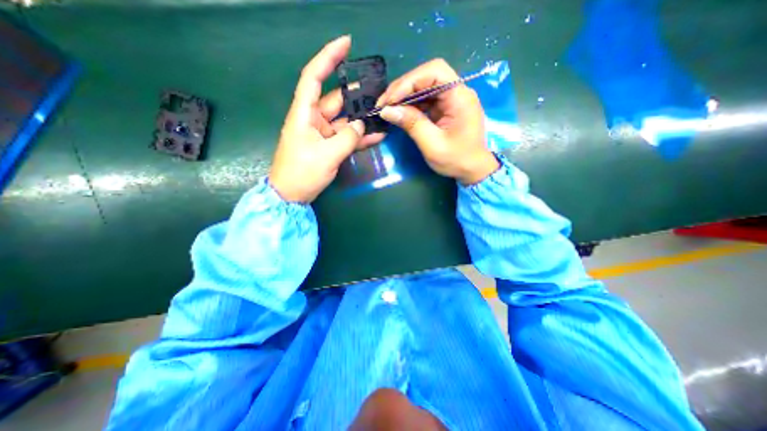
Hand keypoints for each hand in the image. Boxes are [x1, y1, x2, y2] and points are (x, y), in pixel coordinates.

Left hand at [273, 36, 386, 202]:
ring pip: (345, 120)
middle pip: (336, 100)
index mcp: (304, 113)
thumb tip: (362, 125)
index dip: (328, 57)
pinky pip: (346, 137)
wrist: (292, 195)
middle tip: (379, 93)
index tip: (346, 43)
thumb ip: (348, 138)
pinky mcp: (329, 146)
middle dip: (356, 96)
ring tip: (382, 115)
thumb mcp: (327, 155)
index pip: (314, 77)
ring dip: (362, 120)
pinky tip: (377, 136)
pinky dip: (360, 137)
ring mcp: (322, 133)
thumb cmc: (302, 173)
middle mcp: (313, 119)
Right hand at [377, 57, 497, 182]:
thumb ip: (412, 124)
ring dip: (404, 95)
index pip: (435, 71)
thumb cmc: (456, 160)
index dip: (410, 81)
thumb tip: (387, 110)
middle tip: (383, 104)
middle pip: (427, 76)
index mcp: (460, 97)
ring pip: (423, 86)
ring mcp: (450, 99)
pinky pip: (425, 99)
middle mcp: (457, 92)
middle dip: (403, 88)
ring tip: (387, 108)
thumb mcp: (432, 145)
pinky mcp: (444, 108)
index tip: (391, 99)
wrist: (472, 170)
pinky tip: (399, 112)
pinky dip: (410, 104)